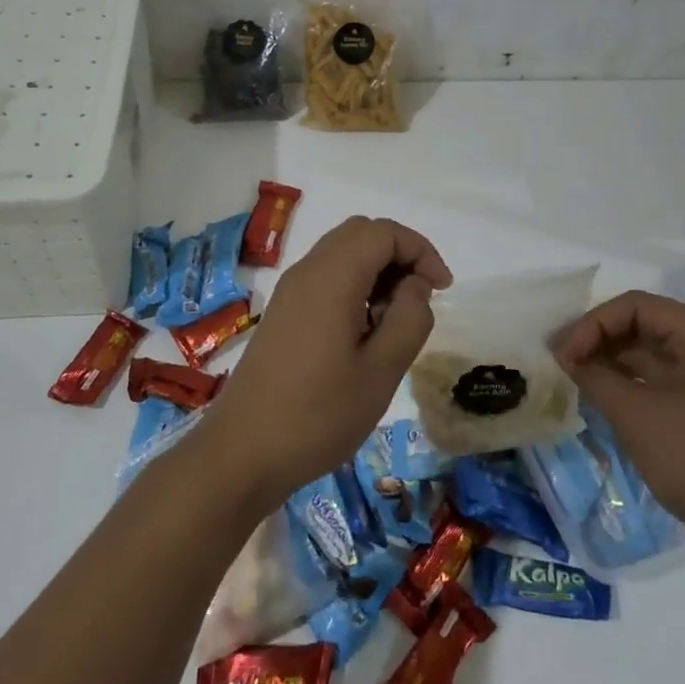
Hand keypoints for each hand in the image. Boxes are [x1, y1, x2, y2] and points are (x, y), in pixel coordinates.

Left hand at [193, 216, 452, 513]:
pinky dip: (354, 287)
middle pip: (360, 234)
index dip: (420, 250)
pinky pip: (325, 278)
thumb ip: (409, 319)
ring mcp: (290, 292)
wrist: (243, 452)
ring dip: (377, 272)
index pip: (383, 231)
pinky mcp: (283, 313)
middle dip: (399, 255)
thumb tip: (415, 286)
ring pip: (342, 254)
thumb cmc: (318, 414)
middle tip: (420, 300)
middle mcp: (307, 271)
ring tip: (395, 323)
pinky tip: (364, 334)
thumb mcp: (381, 371)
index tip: (442, 290)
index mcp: (332, 277)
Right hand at [554, 290, 684, 578]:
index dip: (593, 323)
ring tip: (574, 380)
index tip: (564, 354)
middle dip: (598, 340)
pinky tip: (600, 399)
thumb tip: (565, 355)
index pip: (634, 306)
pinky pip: (659, 381)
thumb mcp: (636, 414)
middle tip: (561, 362)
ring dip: (610, 363)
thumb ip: (595, 376)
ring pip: (648, 355)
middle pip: (641, 326)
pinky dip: (628, 384)